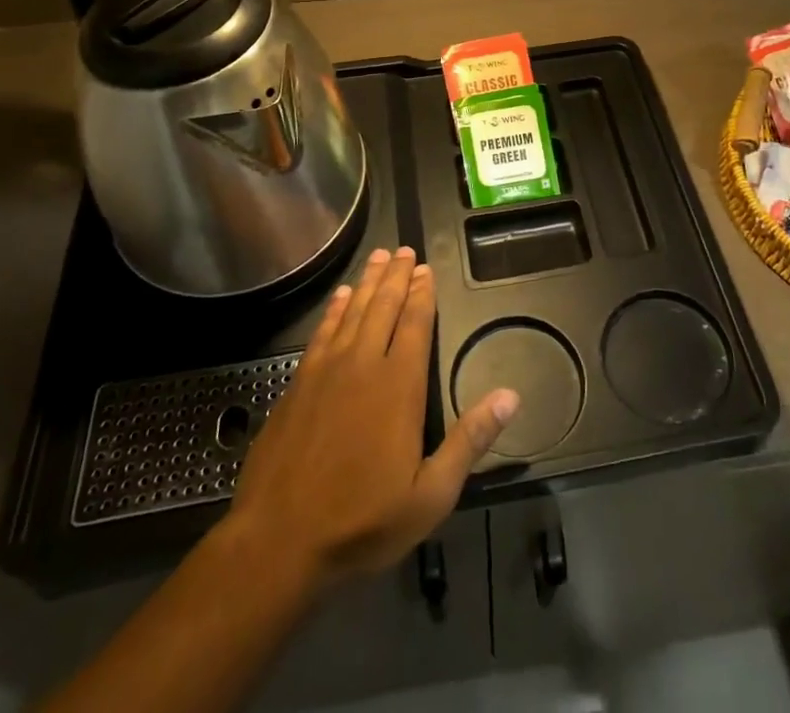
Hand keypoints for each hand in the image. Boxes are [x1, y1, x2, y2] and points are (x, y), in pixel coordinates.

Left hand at [228, 247, 519, 590]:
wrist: (278, 541)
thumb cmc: (362, 521)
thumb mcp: (430, 495)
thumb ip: (470, 440)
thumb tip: (511, 396)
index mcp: (398, 386)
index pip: (414, 324)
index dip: (422, 294)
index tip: (426, 268)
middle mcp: (363, 364)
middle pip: (382, 306)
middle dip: (395, 276)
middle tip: (403, 249)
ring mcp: (325, 370)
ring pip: (351, 311)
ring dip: (366, 282)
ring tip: (377, 257)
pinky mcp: (298, 383)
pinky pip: (322, 331)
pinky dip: (334, 309)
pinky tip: (339, 297)